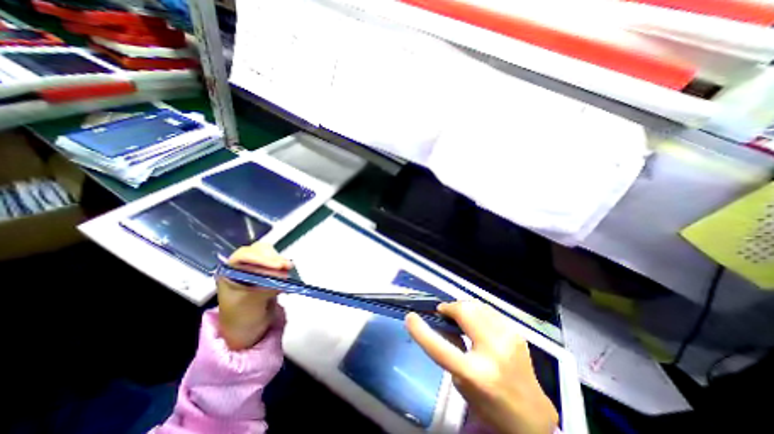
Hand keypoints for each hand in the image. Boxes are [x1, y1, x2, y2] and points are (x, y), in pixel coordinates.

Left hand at [216, 242, 291, 350]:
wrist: (249, 329)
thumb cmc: (241, 318)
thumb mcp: (249, 305)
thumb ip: (264, 288)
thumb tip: (282, 276)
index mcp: (229, 272)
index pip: (244, 256)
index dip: (262, 258)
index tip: (279, 266)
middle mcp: (241, 266)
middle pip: (258, 251)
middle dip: (273, 258)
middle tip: (287, 266)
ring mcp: (256, 267)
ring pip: (269, 255)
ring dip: (280, 261)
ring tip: (289, 270)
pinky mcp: (268, 271)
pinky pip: (277, 263)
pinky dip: (284, 266)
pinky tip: (287, 273)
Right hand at [405, 299, 557, 433]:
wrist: (531, 414)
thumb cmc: (489, 403)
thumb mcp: (461, 382)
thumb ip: (449, 349)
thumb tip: (443, 323)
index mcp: (476, 373)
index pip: (440, 347)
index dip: (421, 330)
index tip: (410, 317)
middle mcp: (494, 351)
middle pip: (463, 311)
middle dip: (449, 307)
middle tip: (443, 314)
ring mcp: (508, 338)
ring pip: (476, 305)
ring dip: (462, 308)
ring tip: (458, 316)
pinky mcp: (516, 332)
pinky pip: (488, 310)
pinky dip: (476, 311)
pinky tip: (475, 321)